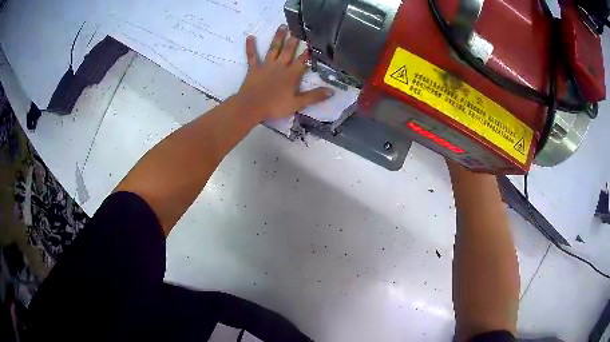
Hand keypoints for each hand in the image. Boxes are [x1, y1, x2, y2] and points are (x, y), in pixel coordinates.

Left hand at [235, 25, 333, 121]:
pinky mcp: (254, 69)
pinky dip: (250, 46)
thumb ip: (314, 97)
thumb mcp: (297, 104)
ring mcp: (266, 66)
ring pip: (273, 49)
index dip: (309, 52)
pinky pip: (252, 56)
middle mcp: (280, 66)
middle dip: (295, 39)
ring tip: (282, 26)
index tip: (314, 42)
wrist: (251, 107)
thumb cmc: (275, 107)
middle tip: (298, 28)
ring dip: (278, 37)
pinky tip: (250, 37)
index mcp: (291, 75)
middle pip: (289, 50)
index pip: (303, 61)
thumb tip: (332, 91)